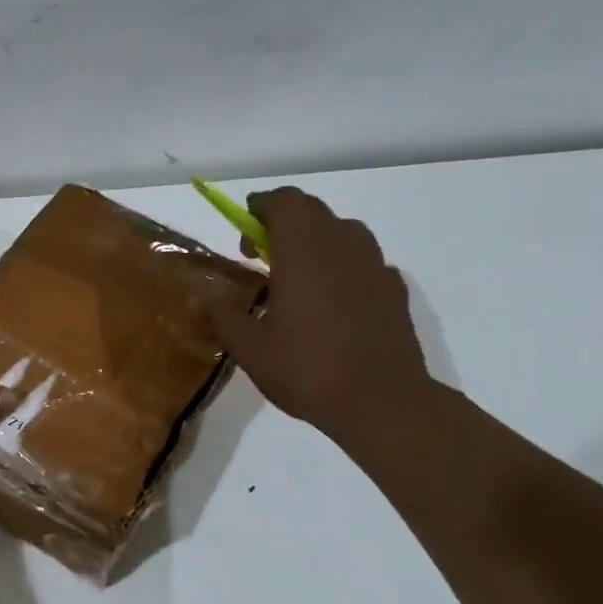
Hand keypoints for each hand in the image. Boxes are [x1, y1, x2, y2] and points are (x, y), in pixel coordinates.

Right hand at [210, 188, 432, 440]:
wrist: (380, 401)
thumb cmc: (306, 368)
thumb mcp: (249, 348)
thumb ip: (225, 317)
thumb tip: (209, 302)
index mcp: (303, 252)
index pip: (286, 202)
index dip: (262, 205)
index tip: (245, 225)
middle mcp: (342, 248)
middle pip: (315, 212)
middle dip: (285, 222)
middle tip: (261, 253)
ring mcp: (375, 267)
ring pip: (344, 232)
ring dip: (317, 241)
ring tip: (298, 275)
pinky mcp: (394, 291)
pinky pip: (364, 263)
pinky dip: (343, 267)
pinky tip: (332, 301)